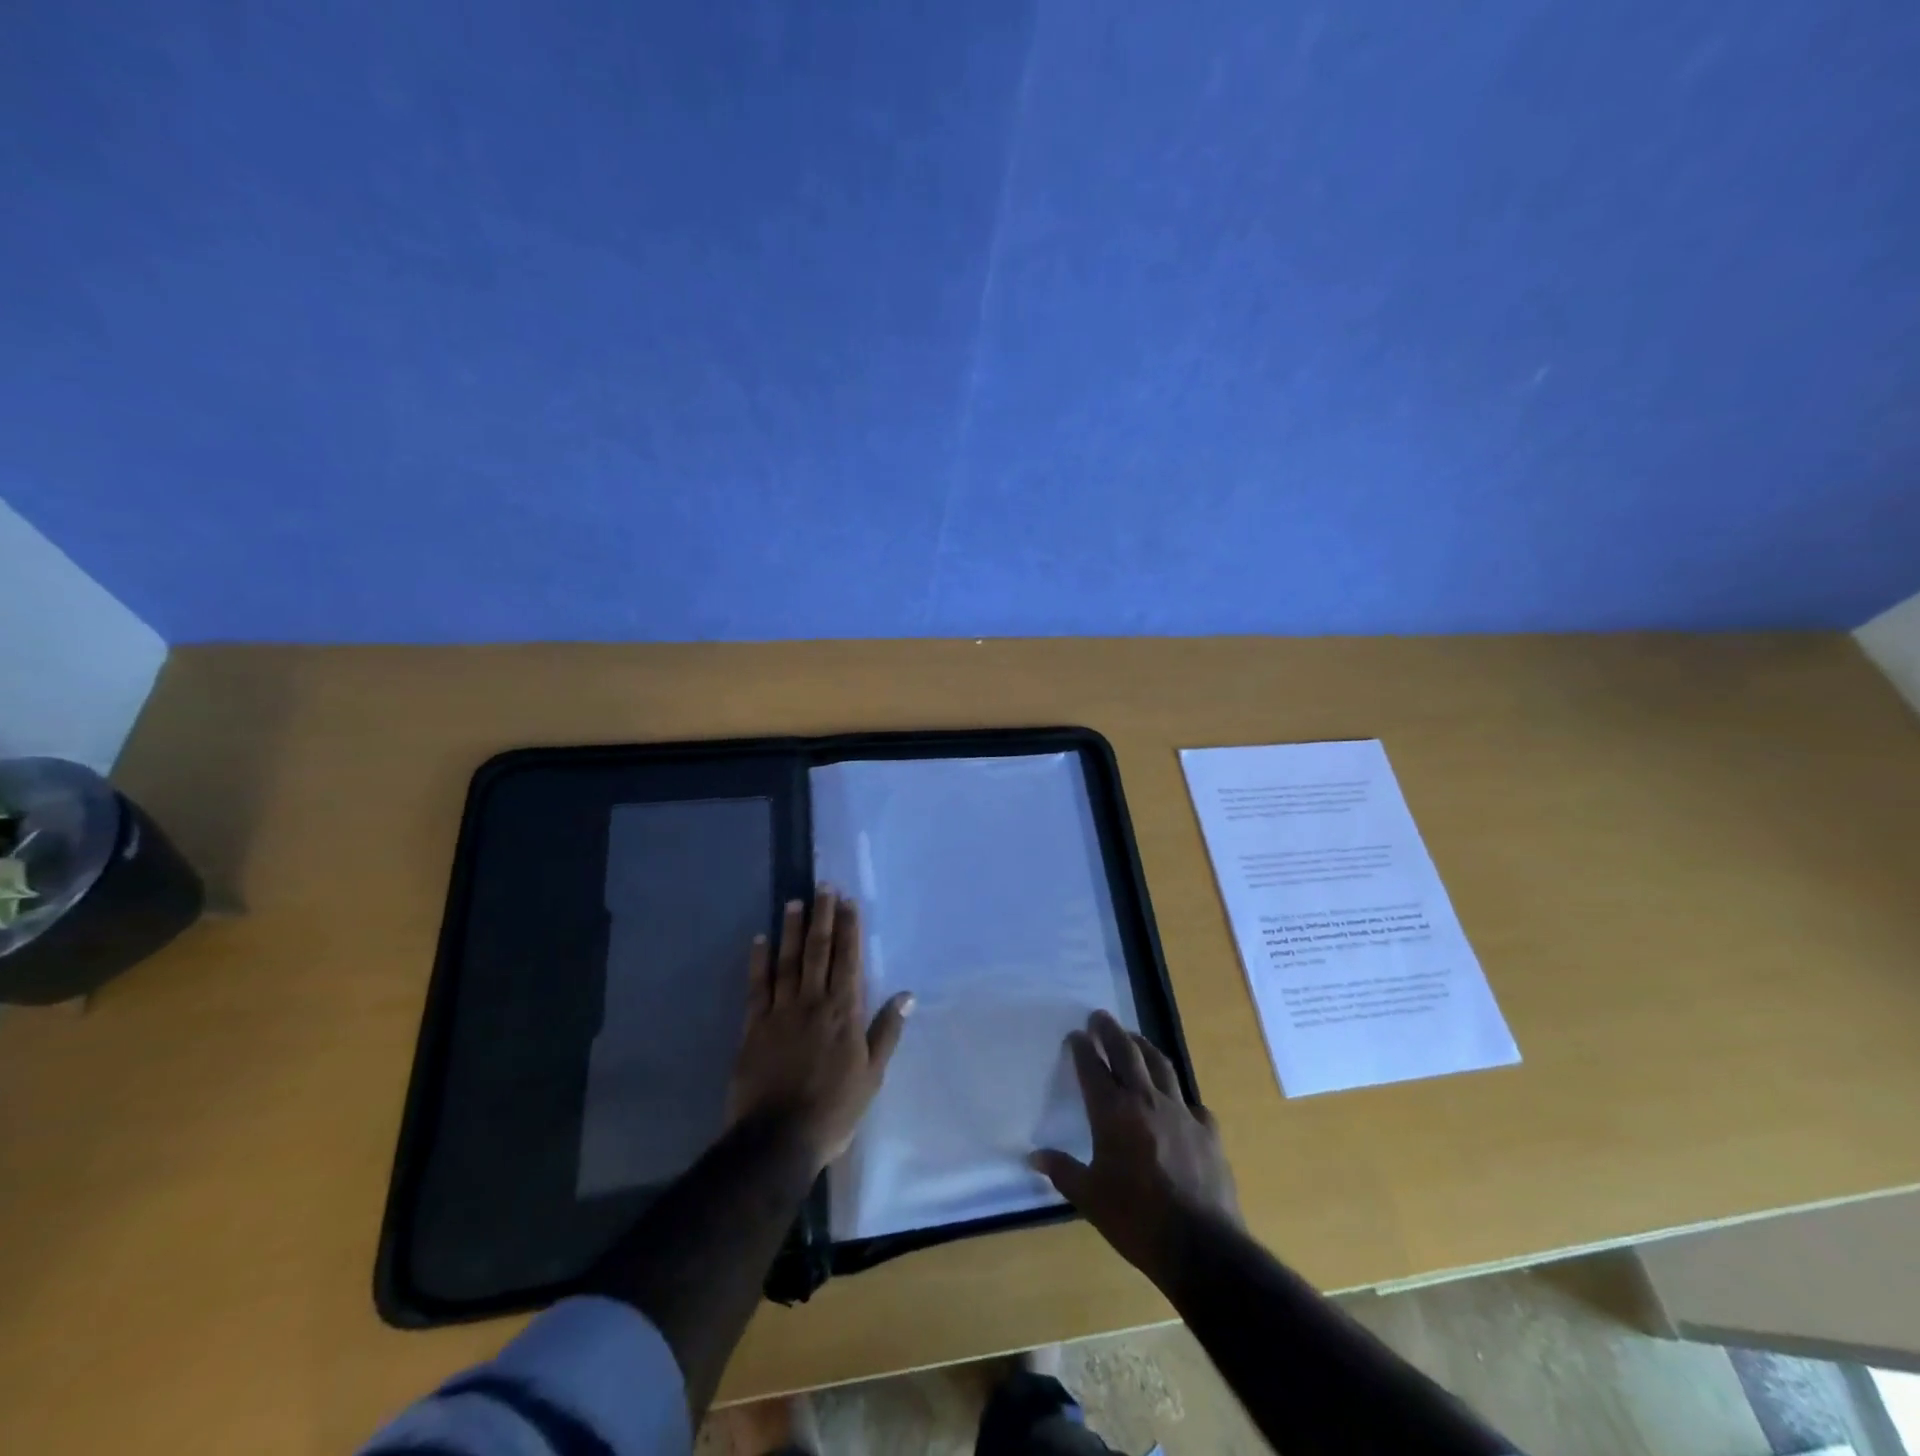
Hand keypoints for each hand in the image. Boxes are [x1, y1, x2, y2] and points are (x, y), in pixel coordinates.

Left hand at [726, 888, 912, 1172]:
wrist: (779, 1138)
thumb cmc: (834, 1109)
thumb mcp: (872, 1075)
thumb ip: (886, 1032)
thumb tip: (907, 995)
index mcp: (844, 1013)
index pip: (848, 960)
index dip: (849, 929)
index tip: (849, 902)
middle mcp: (813, 1002)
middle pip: (819, 951)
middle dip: (823, 917)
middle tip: (824, 887)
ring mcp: (781, 1011)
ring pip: (788, 961)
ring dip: (792, 929)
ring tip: (795, 902)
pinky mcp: (754, 1026)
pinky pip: (757, 986)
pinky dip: (758, 961)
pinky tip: (760, 940)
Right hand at [1031, 1011, 1241, 1292]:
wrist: (1201, 1246)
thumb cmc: (1136, 1220)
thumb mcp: (1090, 1198)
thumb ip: (1062, 1171)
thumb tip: (1033, 1156)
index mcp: (1113, 1112)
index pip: (1092, 1068)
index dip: (1082, 1047)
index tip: (1075, 1034)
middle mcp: (1146, 1100)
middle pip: (1127, 1052)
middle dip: (1110, 1031)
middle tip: (1100, 1016)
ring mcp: (1181, 1112)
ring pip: (1161, 1065)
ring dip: (1144, 1047)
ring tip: (1134, 1038)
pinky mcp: (1208, 1131)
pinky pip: (1191, 1102)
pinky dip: (1179, 1096)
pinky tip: (1178, 1102)